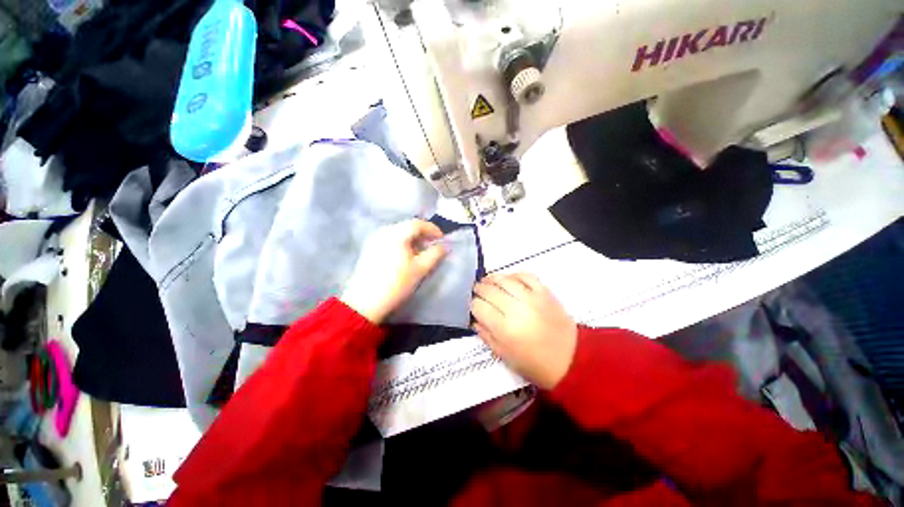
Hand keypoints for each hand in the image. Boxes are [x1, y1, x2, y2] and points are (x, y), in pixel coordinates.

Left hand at [341, 220, 446, 323]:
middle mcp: (384, 232)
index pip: (417, 224)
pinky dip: (402, 243)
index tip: (442, 239)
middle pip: (407, 226)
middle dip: (423, 234)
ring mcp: (375, 240)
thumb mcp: (420, 269)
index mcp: (396, 234)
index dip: (432, 229)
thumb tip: (444, 246)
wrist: (365, 302)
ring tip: (421, 252)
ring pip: (398, 233)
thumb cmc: (396, 284)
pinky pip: (390, 239)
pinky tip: (406, 256)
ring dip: (413, 239)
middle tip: (433, 245)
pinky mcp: (370, 249)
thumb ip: (435, 254)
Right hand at [471, 273, 577, 388]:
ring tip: (487, 281)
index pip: (479, 307)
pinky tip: (509, 279)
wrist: (572, 359)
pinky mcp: (545, 292)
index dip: (473, 305)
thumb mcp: (505, 356)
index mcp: (504, 329)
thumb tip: (474, 320)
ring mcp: (532, 298)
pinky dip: (514, 275)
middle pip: (489, 290)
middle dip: (479, 289)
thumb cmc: (535, 364)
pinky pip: (526, 276)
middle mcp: (516, 309)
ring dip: (492, 278)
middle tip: (477, 291)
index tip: (473, 306)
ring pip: (505, 280)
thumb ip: (486, 336)